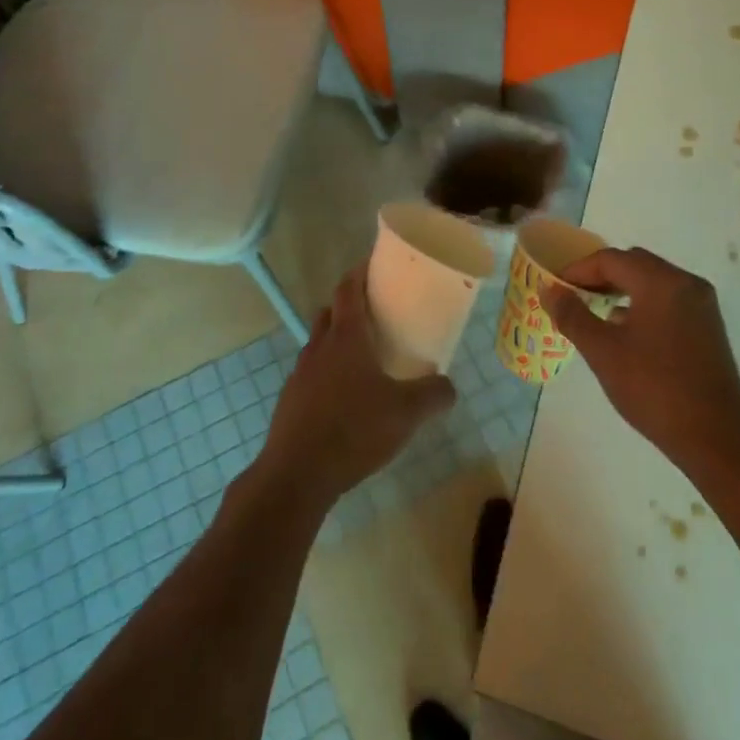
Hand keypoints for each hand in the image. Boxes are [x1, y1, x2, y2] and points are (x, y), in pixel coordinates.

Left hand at [259, 267, 457, 509]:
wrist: (298, 473)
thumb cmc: (354, 429)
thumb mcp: (407, 413)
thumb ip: (434, 394)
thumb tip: (449, 385)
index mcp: (346, 337)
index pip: (348, 290)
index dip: (359, 273)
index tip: (373, 265)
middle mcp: (319, 347)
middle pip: (330, 313)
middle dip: (348, 307)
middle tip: (374, 314)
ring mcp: (300, 374)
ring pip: (319, 344)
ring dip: (337, 342)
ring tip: (363, 359)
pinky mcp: (290, 401)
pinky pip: (311, 374)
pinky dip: (327, 374)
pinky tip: (345, 399)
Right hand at [545, 248, 739, 481]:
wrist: (716, 439)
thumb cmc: (654, 389)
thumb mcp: (603, 352)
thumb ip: (572, 315)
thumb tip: (549, 289)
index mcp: (661, 283)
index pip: (611, 260)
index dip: (577, 271)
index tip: (555, 290)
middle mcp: (686, 284)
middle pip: (634, 264)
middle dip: (600, 276)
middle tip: (573, 298)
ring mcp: (702, 306)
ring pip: (652, 282)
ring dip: (621, 290)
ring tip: (594, 314)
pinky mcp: (708, 328)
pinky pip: (668, 300)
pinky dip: (642, 304)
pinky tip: (626, 332)